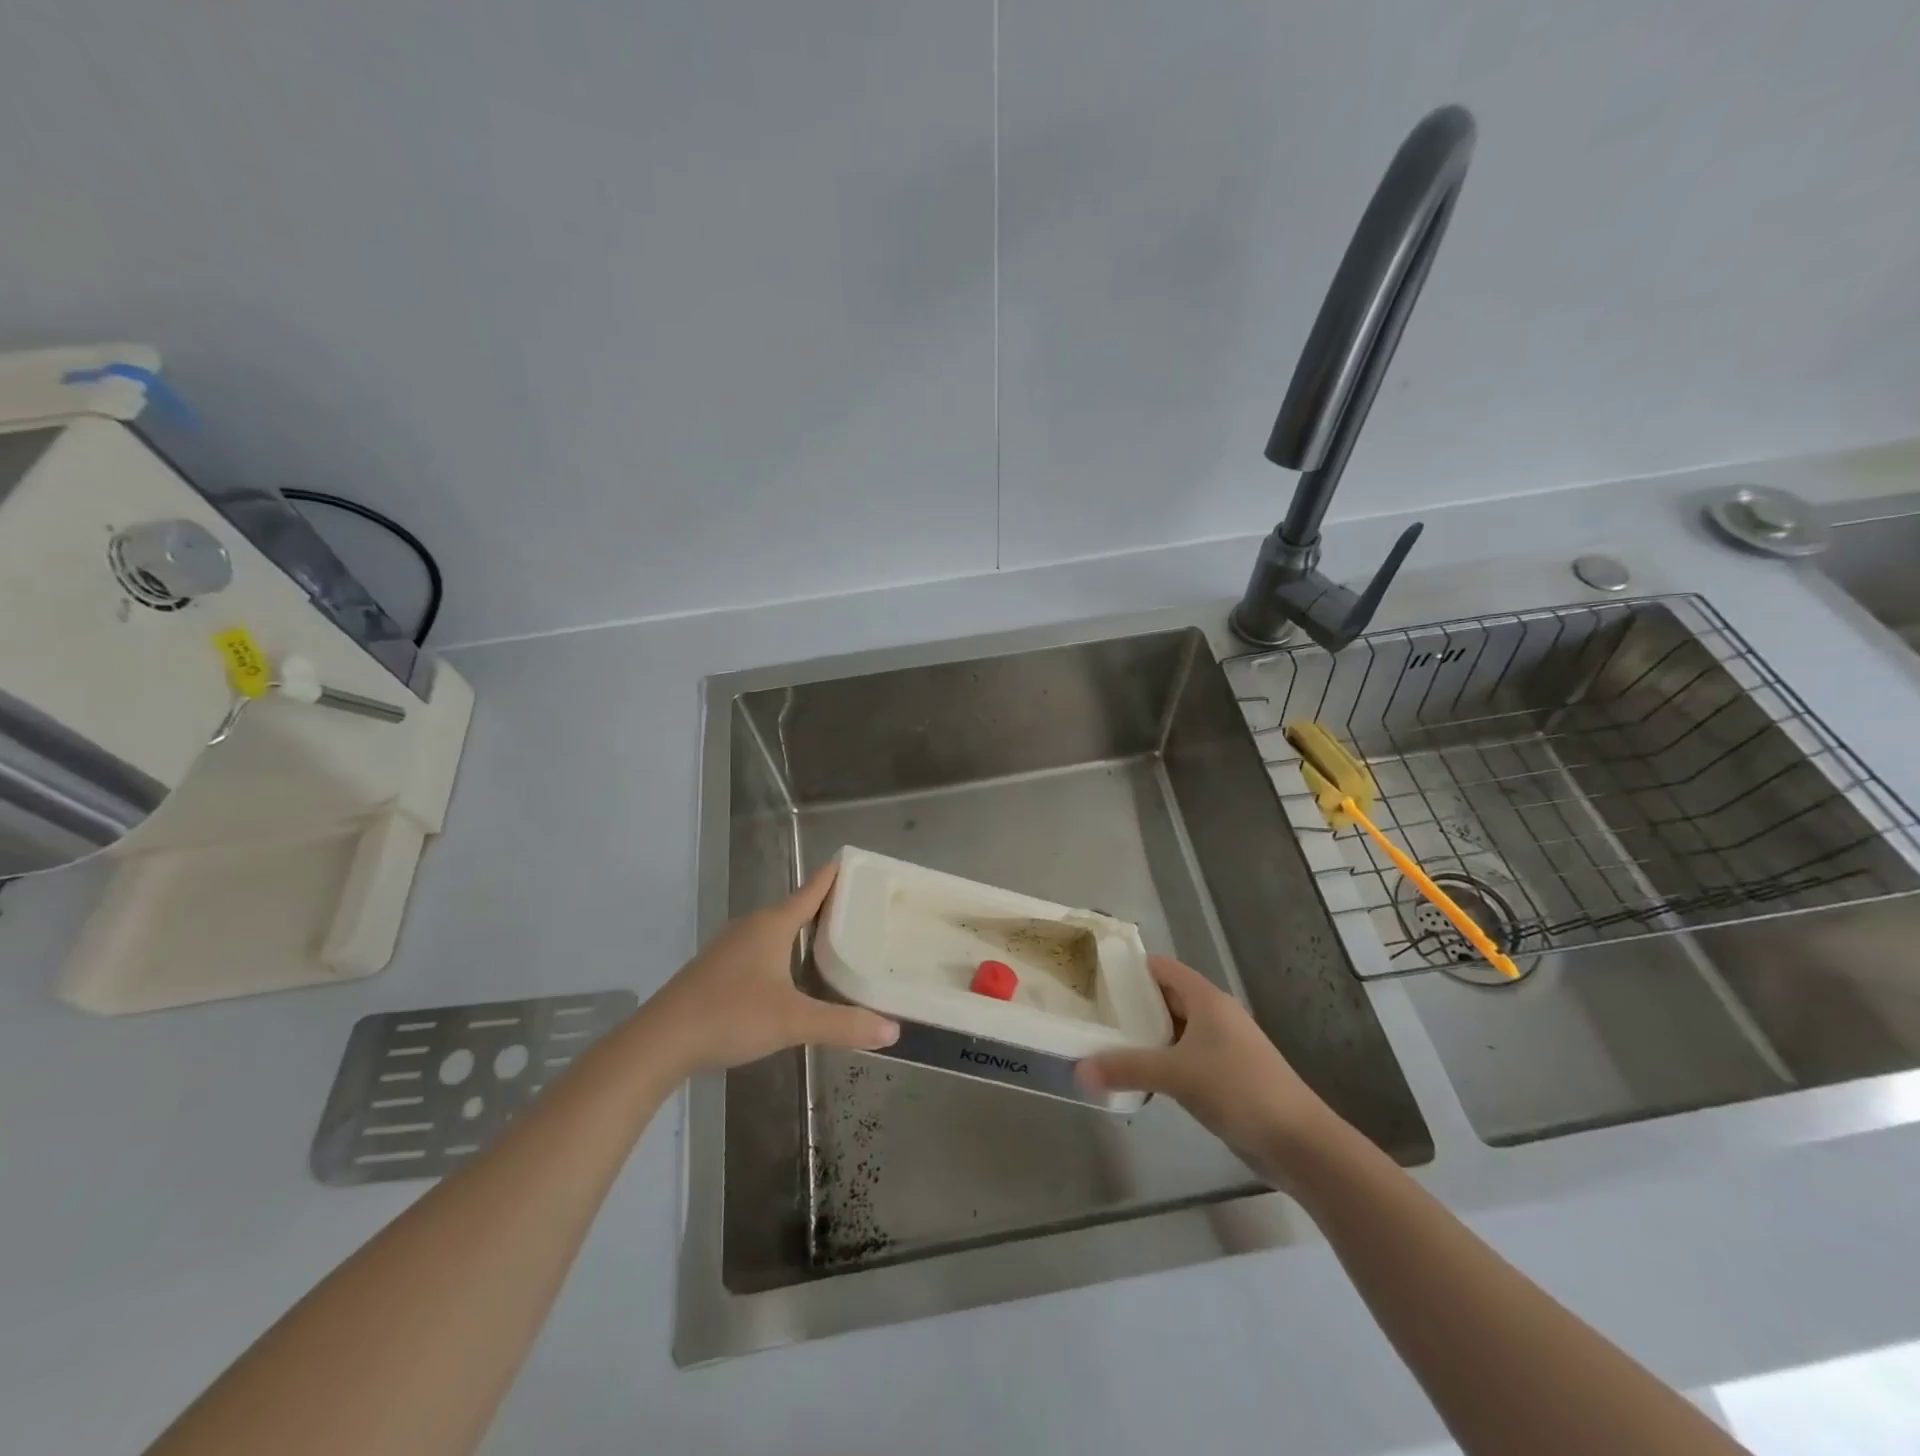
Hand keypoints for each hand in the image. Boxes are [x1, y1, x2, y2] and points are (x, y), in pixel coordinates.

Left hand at [647, 861, 898, 1074]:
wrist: (660, 1041)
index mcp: (772, 926)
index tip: (854, 861)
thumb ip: (843, 1024)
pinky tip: (789, 974)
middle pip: (795, 908)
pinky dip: (782, 951)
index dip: (833, 876)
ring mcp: (730, 947)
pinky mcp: (716, 969)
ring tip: (832, 941)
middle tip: (859, 910)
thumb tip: (892, 1031)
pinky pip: (760, 948)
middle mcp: (752, 927)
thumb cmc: (730, 1016)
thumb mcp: (793, 1022)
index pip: (811, 891)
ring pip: (775, 930)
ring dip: (802, 931)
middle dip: (825, 907)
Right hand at [1077, 955, 1337, 1182]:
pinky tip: (1139, 1077)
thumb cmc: (1238, 1089)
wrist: (1298, 1142)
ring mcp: (1223, 1046)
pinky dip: (1162, 1062)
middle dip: (1132, 1006)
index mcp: (1206, 999)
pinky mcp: (1226, 1075)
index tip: (1095, 979)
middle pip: (1165, 998)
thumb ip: (1126, 1068)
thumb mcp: (1176, 1075)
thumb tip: (1079, 1069)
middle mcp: (1215, 1015)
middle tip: (1093, 1015)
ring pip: (1175, 1030)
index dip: (1129, 969)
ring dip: (1146, 1037)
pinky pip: (1185, 1057)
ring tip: (1106, 1044)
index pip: (1161, 968)